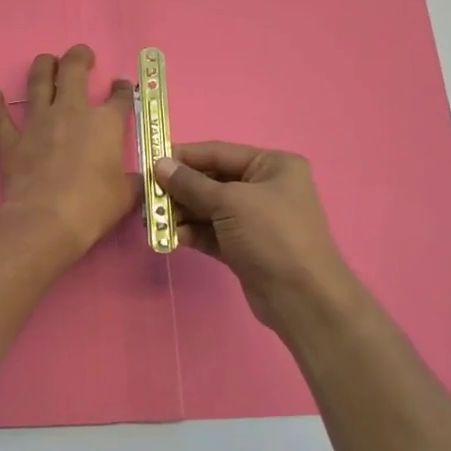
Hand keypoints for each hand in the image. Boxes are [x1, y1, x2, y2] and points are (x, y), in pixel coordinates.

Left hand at [0, 46, 138, 257]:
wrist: (46, 220)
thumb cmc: (93, 206)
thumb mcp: (126, 196)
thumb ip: (133, 182)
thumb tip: (143, 181)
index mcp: (105, 124)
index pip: (119, 97)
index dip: (122, 90)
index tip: (121, 87)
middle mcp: (70, 113)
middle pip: (74, 71)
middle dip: (79, 57)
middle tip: (82, 55)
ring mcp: (37, 123)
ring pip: (37, 82)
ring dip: (42, 66)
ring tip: (46, 61)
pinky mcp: (11, 141)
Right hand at [155, 142, 360, 333]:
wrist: (302, 298)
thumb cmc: (272, 236)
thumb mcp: (230, 203)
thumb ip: (191, 184)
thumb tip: (159, 165)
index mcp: (272, 165)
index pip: (219, 153)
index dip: (184, 157)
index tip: (150, 163)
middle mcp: (264, 188)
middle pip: (211, 181)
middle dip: (179, 190)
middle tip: (148, 198)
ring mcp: (254, 219)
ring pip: (208, 208)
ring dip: (181, 213)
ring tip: (153, 221)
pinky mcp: (244, 246)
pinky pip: (211, 232)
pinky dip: (192, 232)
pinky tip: (171, 237)